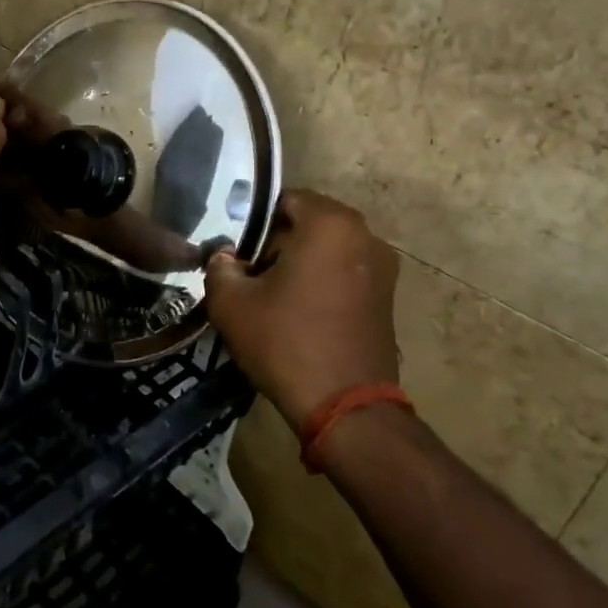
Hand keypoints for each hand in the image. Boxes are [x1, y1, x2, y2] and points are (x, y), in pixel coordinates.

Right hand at [203, 190, 401, 432]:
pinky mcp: (388, 298)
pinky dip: (322, 283)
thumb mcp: (232, 302)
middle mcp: (365, 235)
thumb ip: (220, 266)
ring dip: (301, 264)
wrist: (345, 407)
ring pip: (328, 250)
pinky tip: (299, 314)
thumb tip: (224, 256)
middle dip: (278, 243)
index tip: (236, 251)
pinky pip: (346, 273)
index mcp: (330, 223)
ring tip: (272, 296)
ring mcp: (383, 268)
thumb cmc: (285, 341)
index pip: (284, 200)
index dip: (254, 222)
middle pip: (309, 223)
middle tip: (249, 274)